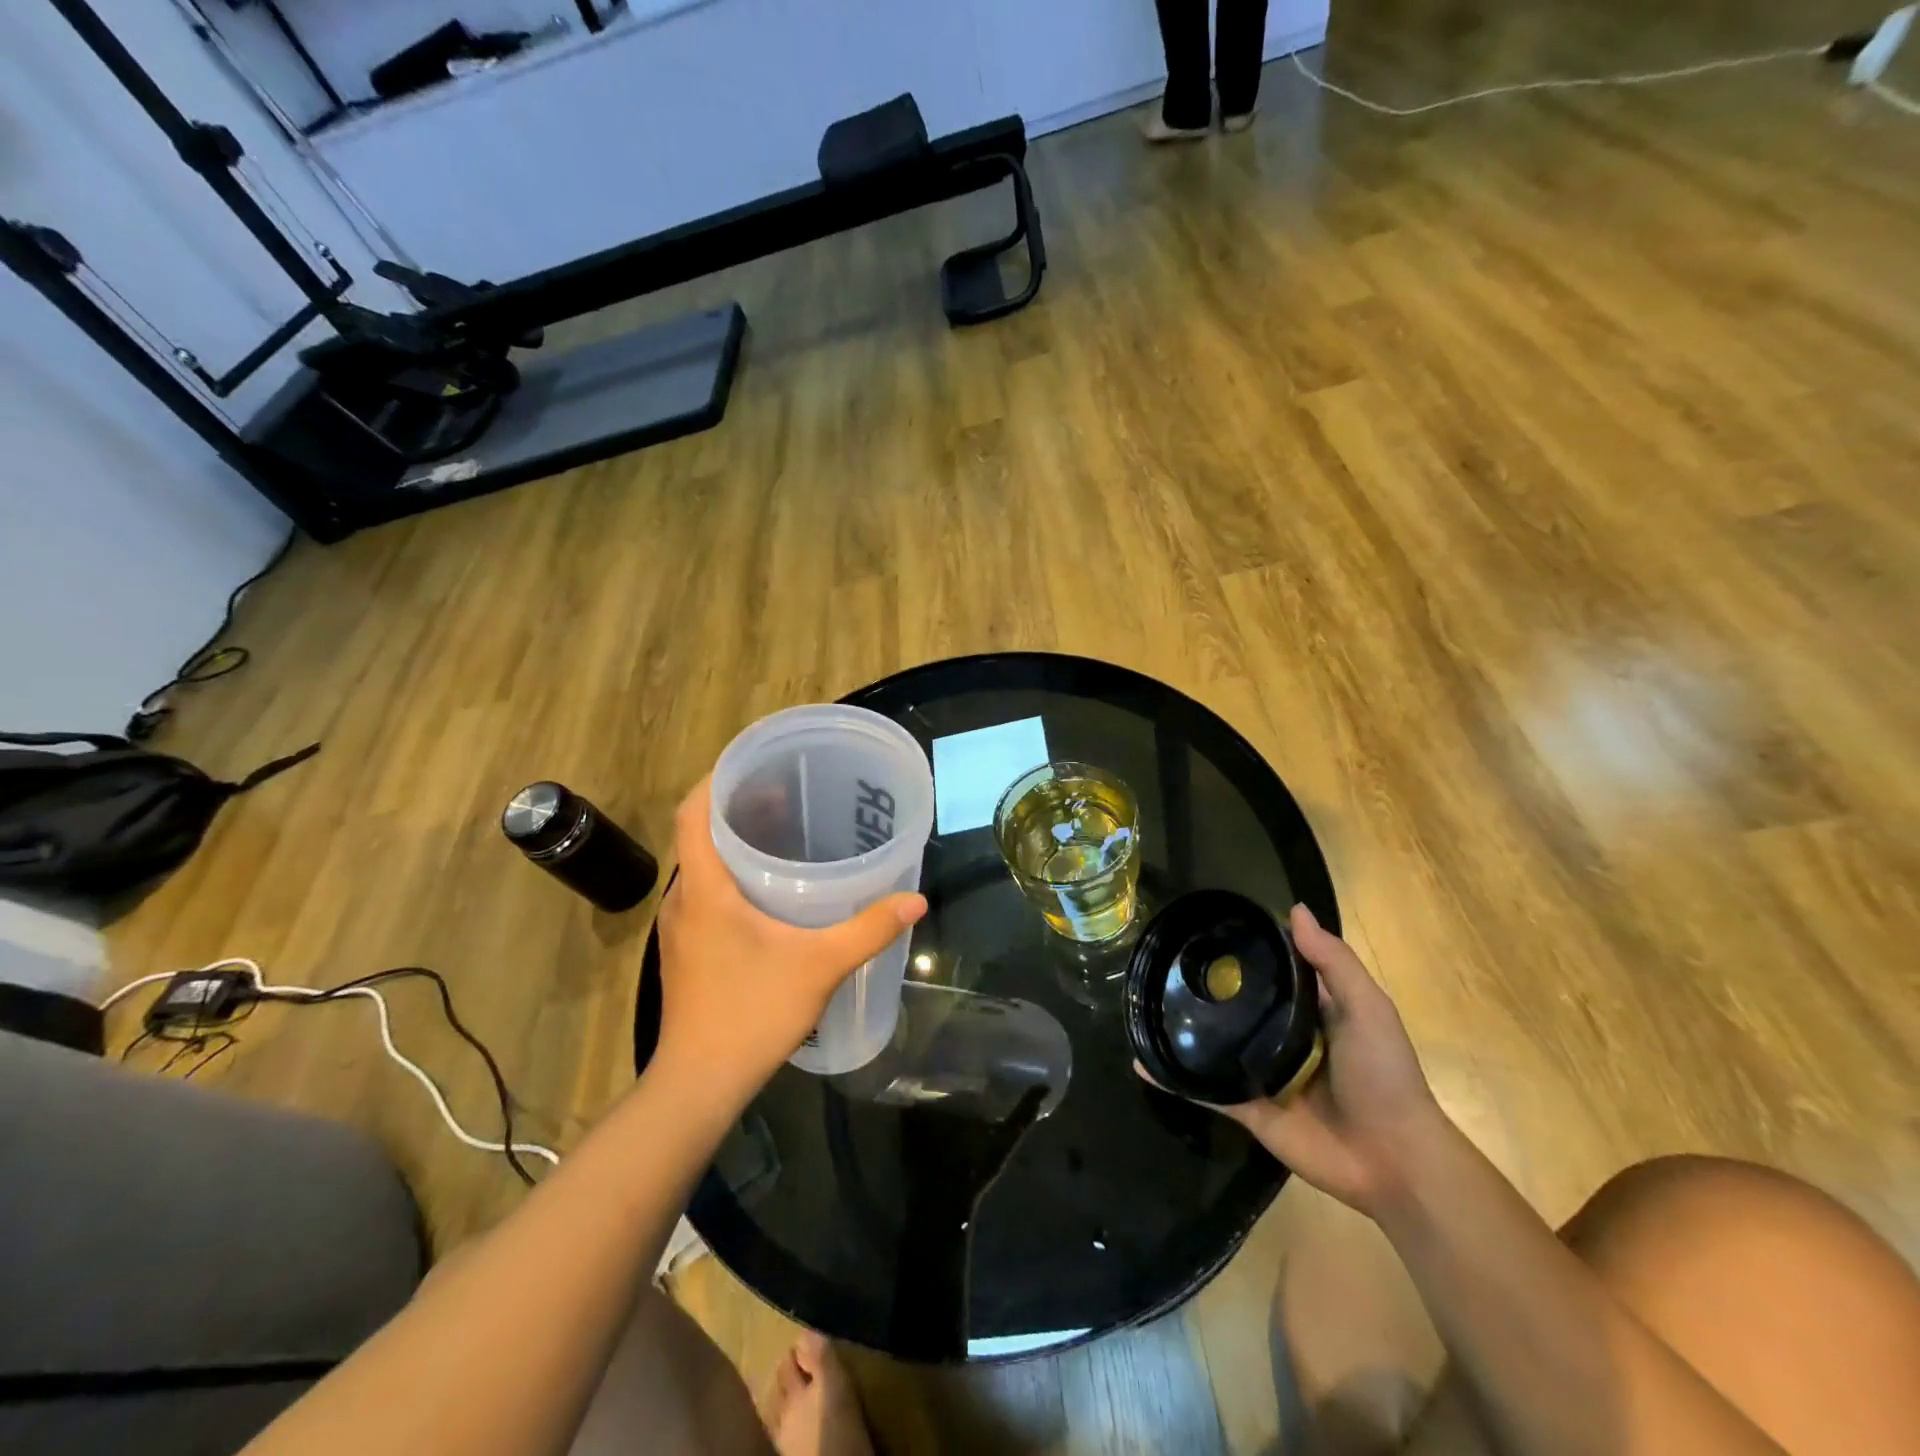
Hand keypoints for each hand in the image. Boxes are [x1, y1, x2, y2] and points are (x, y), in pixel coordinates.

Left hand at [652, 776, 926, 1106]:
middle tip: (787, 795)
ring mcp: (679, 927)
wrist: (700, 1083)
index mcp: (704, 888)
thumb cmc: (752, 1013)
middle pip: (700, 834)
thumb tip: (915, 899)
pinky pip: (706, 894)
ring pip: (703, 866)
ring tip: (783, 834)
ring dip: (734, 844)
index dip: (716, 779)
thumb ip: (869, 928)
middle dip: (737, 808)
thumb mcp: (820, 965)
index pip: (692, 812)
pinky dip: (732, 877)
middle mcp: (683, 899)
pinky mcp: (686, 950)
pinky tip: (770, 892)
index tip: (754, 764)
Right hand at [1157, 904, 1442, 1216]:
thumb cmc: (1384, 1074)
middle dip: (1201, 989)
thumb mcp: (1367, 1008)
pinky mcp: (1246, 1109)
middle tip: (1159, 963)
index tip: (1203, 928)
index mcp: (1308, 1011)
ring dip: (1180, 1031)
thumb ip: (1332, 962)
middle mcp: (1279, 1037)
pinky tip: (1142, 1063)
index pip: (1268, 972)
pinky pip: (1204, 1090)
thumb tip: (1295, 909)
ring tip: (1140, 1006)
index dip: (1242, 950)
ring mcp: (1259, 1074)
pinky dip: (1173, 1079)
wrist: (1393, 1159)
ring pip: (1212, 1046)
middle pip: (1234, 1007)